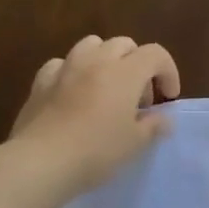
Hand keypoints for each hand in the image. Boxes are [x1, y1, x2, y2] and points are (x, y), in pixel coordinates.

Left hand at [7, 35, 181, 197]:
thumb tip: (163, 119)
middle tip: (139, 96)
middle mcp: (97, 61)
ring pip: (91, 44)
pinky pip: (61, 64)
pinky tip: (73, 91)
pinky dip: (72, 71)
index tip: (168, 98)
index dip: (168, 72)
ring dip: (105, 58)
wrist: (40, 163)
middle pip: (124, 44)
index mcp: (125, 72)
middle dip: (138, 63)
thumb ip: (153, 126)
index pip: (156, 54)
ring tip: (107, 86)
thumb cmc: (96, 151)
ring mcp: (66, 68)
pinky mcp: (40, 82)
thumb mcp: (135, 143)